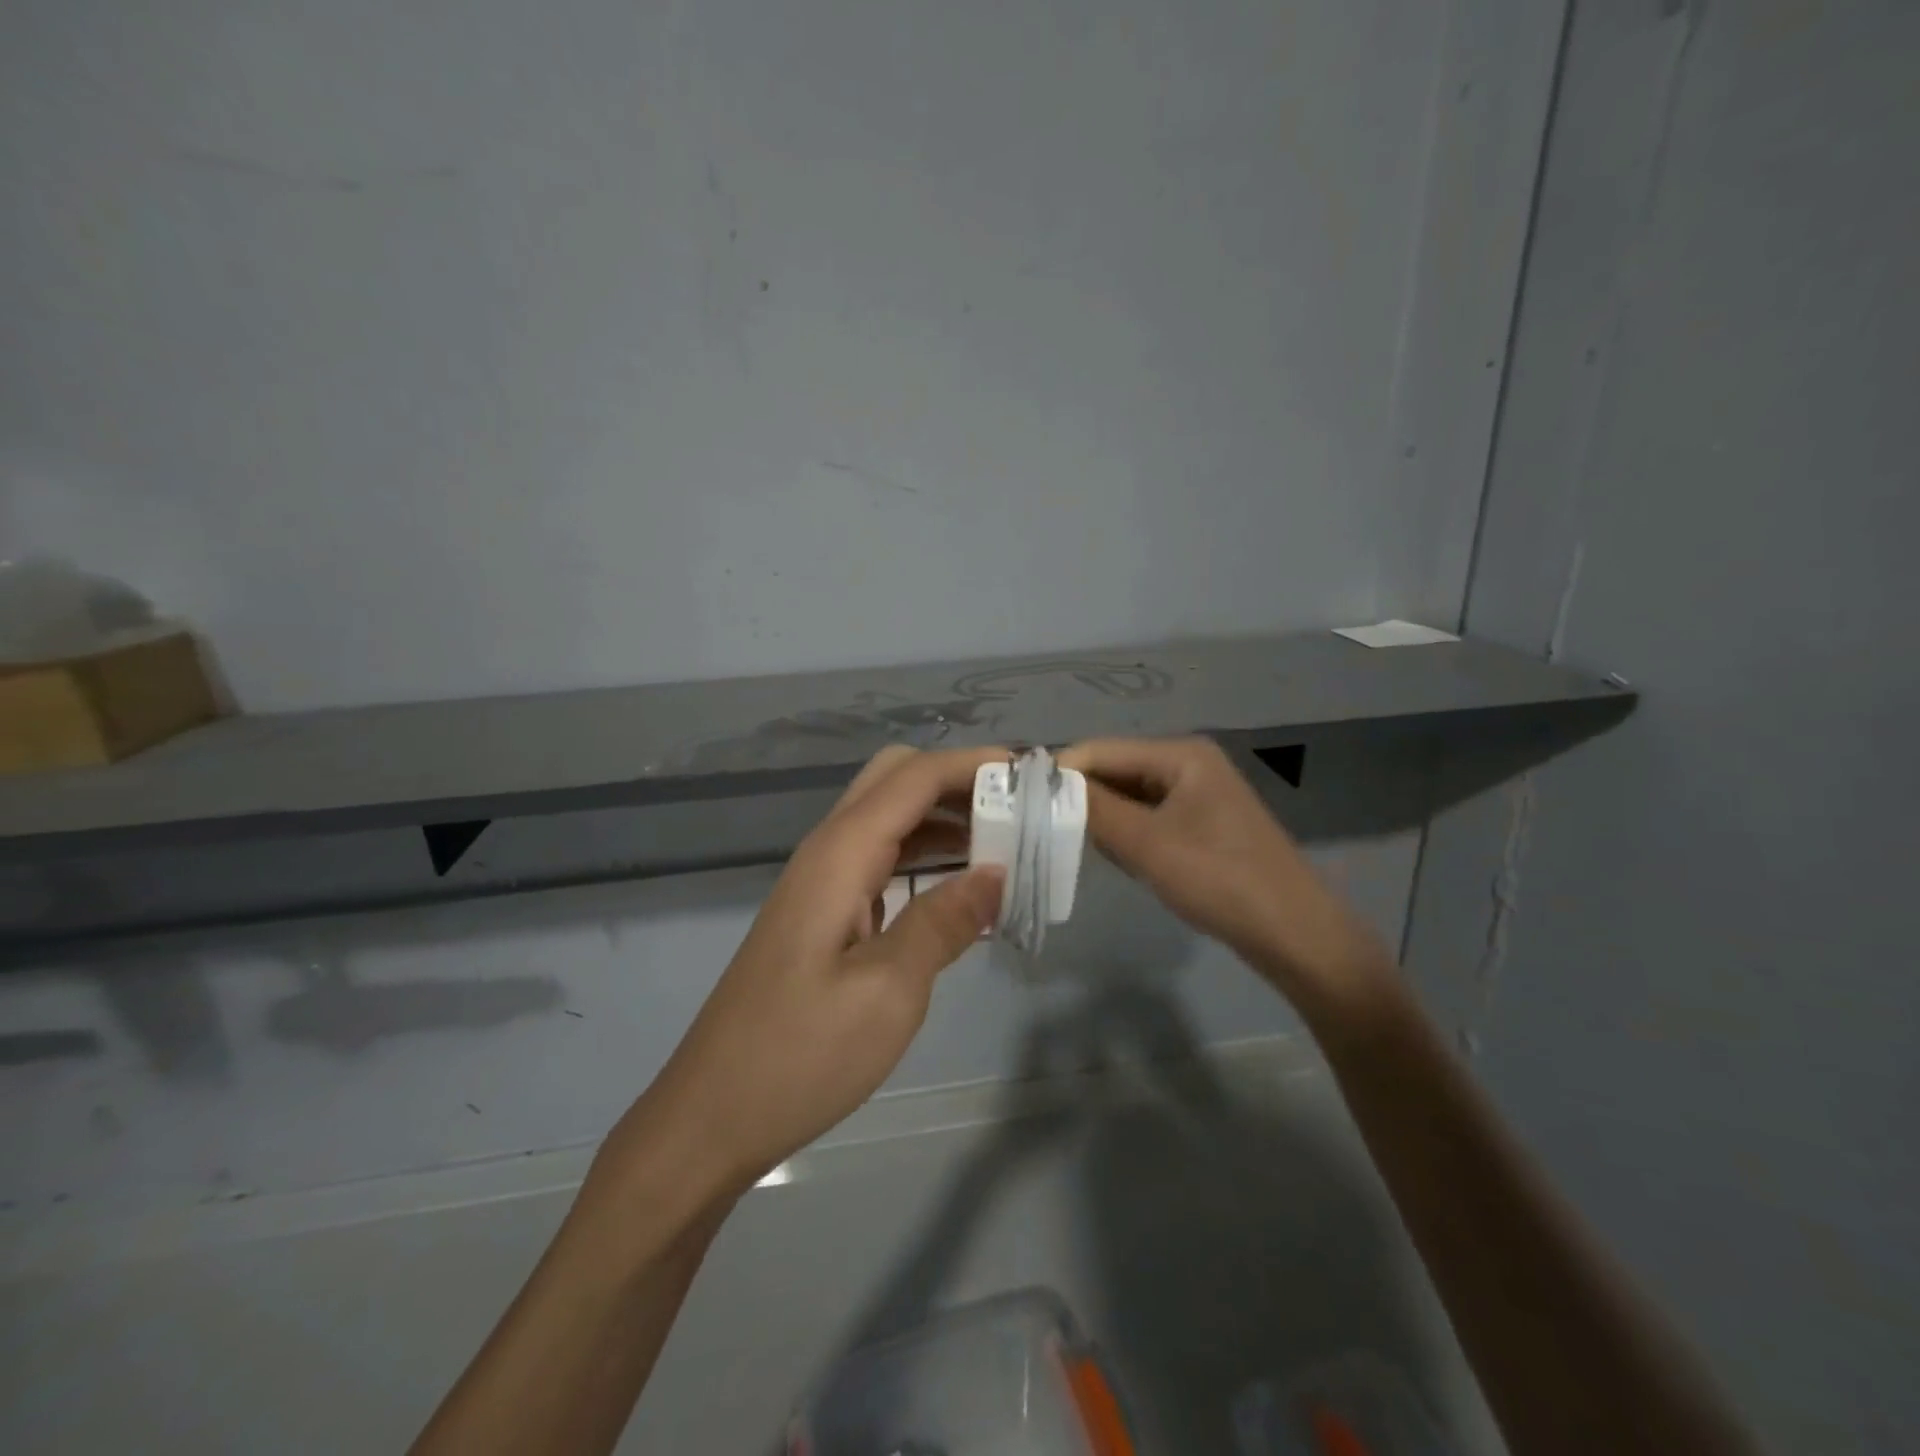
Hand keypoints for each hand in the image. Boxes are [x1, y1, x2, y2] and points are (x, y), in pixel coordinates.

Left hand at [629, 746, 1006, 1199]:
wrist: (711, 1116)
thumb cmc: (799, 1056)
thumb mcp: (888, 992)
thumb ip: (943, 922)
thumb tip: (997, 872)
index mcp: (840, 855)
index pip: (914, 777)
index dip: (974, 765)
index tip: (1032, 775)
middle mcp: (827, 852)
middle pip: (895, 780)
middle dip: (957, 782)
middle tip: (1016, 812)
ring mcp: (820, 884)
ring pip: (888, 819)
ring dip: (944, 819)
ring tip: (1005, 847)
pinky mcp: (822, 914)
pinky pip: (880, 861)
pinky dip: (924, 858)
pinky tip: (960, 893)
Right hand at [1058, 737, 1392, 1018]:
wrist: (1295, 934)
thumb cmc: (1220, 880)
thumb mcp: (1147, 845)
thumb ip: (1094, 810)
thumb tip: (1046, 784)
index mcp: (1181, 754)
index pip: (1102, 749)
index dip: (1061, 773)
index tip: (1020, 802)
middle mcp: (1189, 763)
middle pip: (1116, 770)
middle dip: (1081, 798)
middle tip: (1042, 828)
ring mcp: (1198, 794)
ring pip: (1130, 796)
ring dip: (1103, 819)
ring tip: (1076, 846)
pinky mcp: (1202, 824)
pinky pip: (1149, 817)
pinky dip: (1127, 834)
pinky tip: (1119, 859)